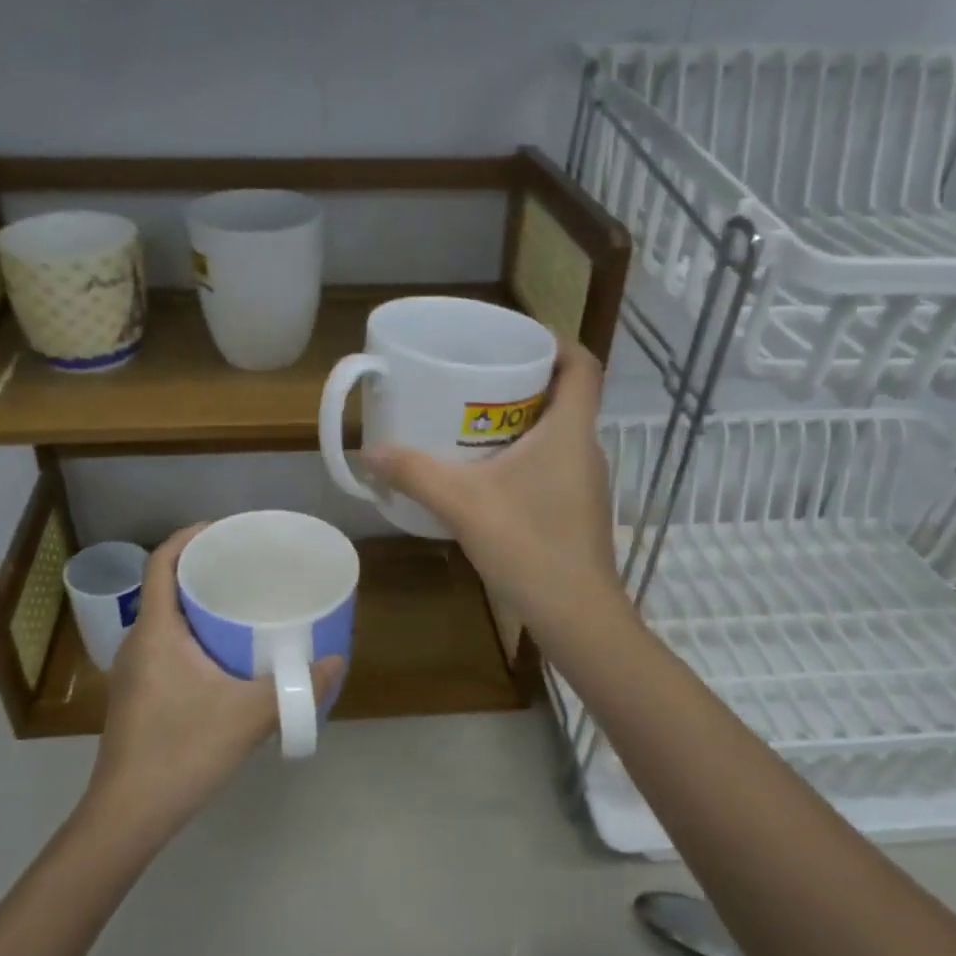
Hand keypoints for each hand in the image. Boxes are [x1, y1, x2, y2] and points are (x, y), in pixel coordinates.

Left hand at [84, 524, 343, 842]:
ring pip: (166, 618)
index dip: (190, 536)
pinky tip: (226, 654)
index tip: (226, 529)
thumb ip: (294, 688)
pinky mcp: (139, 694)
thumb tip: (335, 661)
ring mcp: (135, 670)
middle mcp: (138, 642)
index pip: (162, 562)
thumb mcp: (247, 716)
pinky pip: (166, 644)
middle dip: (203, 568)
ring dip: (198, 603)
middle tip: (247, 565)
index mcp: (155, 631)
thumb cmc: (181, 752)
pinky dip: (194, 633)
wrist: (127, 816)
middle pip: (165, 586)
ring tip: (242, 602)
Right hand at [365, 342, 625, 635]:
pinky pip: (553, 463)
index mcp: (570, 430)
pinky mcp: (577, 509)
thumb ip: (415, 473)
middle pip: (566, 395)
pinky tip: (487, 475)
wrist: (576, 615)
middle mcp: (586, 448)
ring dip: (521, 421)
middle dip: (524, 381)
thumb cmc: (529, 545)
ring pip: (558, 433)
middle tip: (476, 379)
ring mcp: (585, 482)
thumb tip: (369, 452)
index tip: (515, 341)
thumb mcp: (463, 504)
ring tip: (472, 422)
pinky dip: (524, 456)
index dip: (556, 342)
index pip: (582, 365)